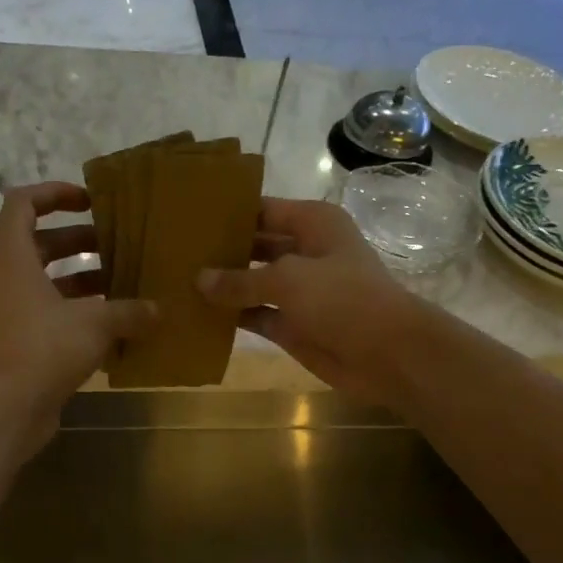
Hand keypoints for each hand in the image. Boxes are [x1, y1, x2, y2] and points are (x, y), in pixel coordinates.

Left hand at [0, 182, 156, 451]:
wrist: (3, 409)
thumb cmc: (43, 348)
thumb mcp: (94, 323)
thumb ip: (128, 312)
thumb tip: (158, 310)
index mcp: (12, 257)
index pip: (22, 203)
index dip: (54, 194)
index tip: (90, 201)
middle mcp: (6, 280)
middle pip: (40, 244)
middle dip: (79, 241)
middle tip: (118, 245)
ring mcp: (10, 315)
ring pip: (47, 285)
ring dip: (82, 282)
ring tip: (124, 286)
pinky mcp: (19, 346)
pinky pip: (50, 319)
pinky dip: (78, 318)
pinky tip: (115, 330)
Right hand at [196, 197, 424, 403]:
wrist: (387, 353)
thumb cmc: (342, 299)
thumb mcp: (287, 280)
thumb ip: (240, 280)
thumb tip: (199, 279)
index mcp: (312, 223)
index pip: (262, 210)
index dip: (229, 213)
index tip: (188, 216)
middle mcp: (304, 252)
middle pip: (254, 246)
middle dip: (221, 251)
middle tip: (174, 253)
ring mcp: (298, 291)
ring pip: (252, 283)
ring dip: (223, 286)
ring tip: (176, 282)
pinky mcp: (292, 325)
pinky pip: (255, 316)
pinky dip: (232, 317)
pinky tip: (198, 316)